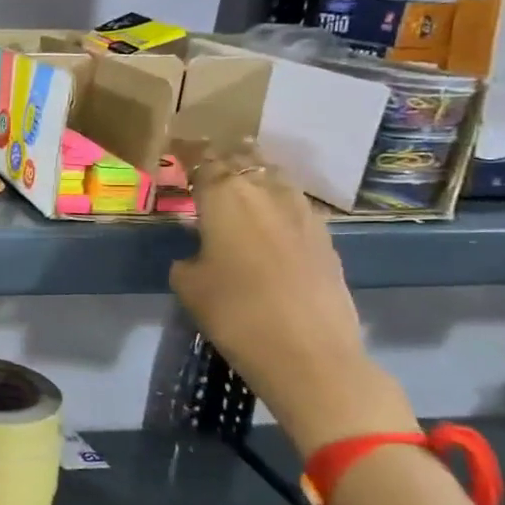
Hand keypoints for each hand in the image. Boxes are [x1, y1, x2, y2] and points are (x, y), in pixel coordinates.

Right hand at [168, 146, 415, 456]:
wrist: (308, 353)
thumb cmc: (235, 312)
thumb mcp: (189, 284)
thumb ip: (189, 257)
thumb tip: (198, 253)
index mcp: (224, 196)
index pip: (203, 161)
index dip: (189, 154)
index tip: (177, 151)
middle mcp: (265, 193)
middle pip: (245, 160)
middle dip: (226, 158)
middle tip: (209, 162)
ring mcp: (302, 213)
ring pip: (276, 178)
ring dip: (257, 175)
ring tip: (242, 182)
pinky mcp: (326, 238)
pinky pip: (296, 206)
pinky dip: (279, 204)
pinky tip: (271, 219)